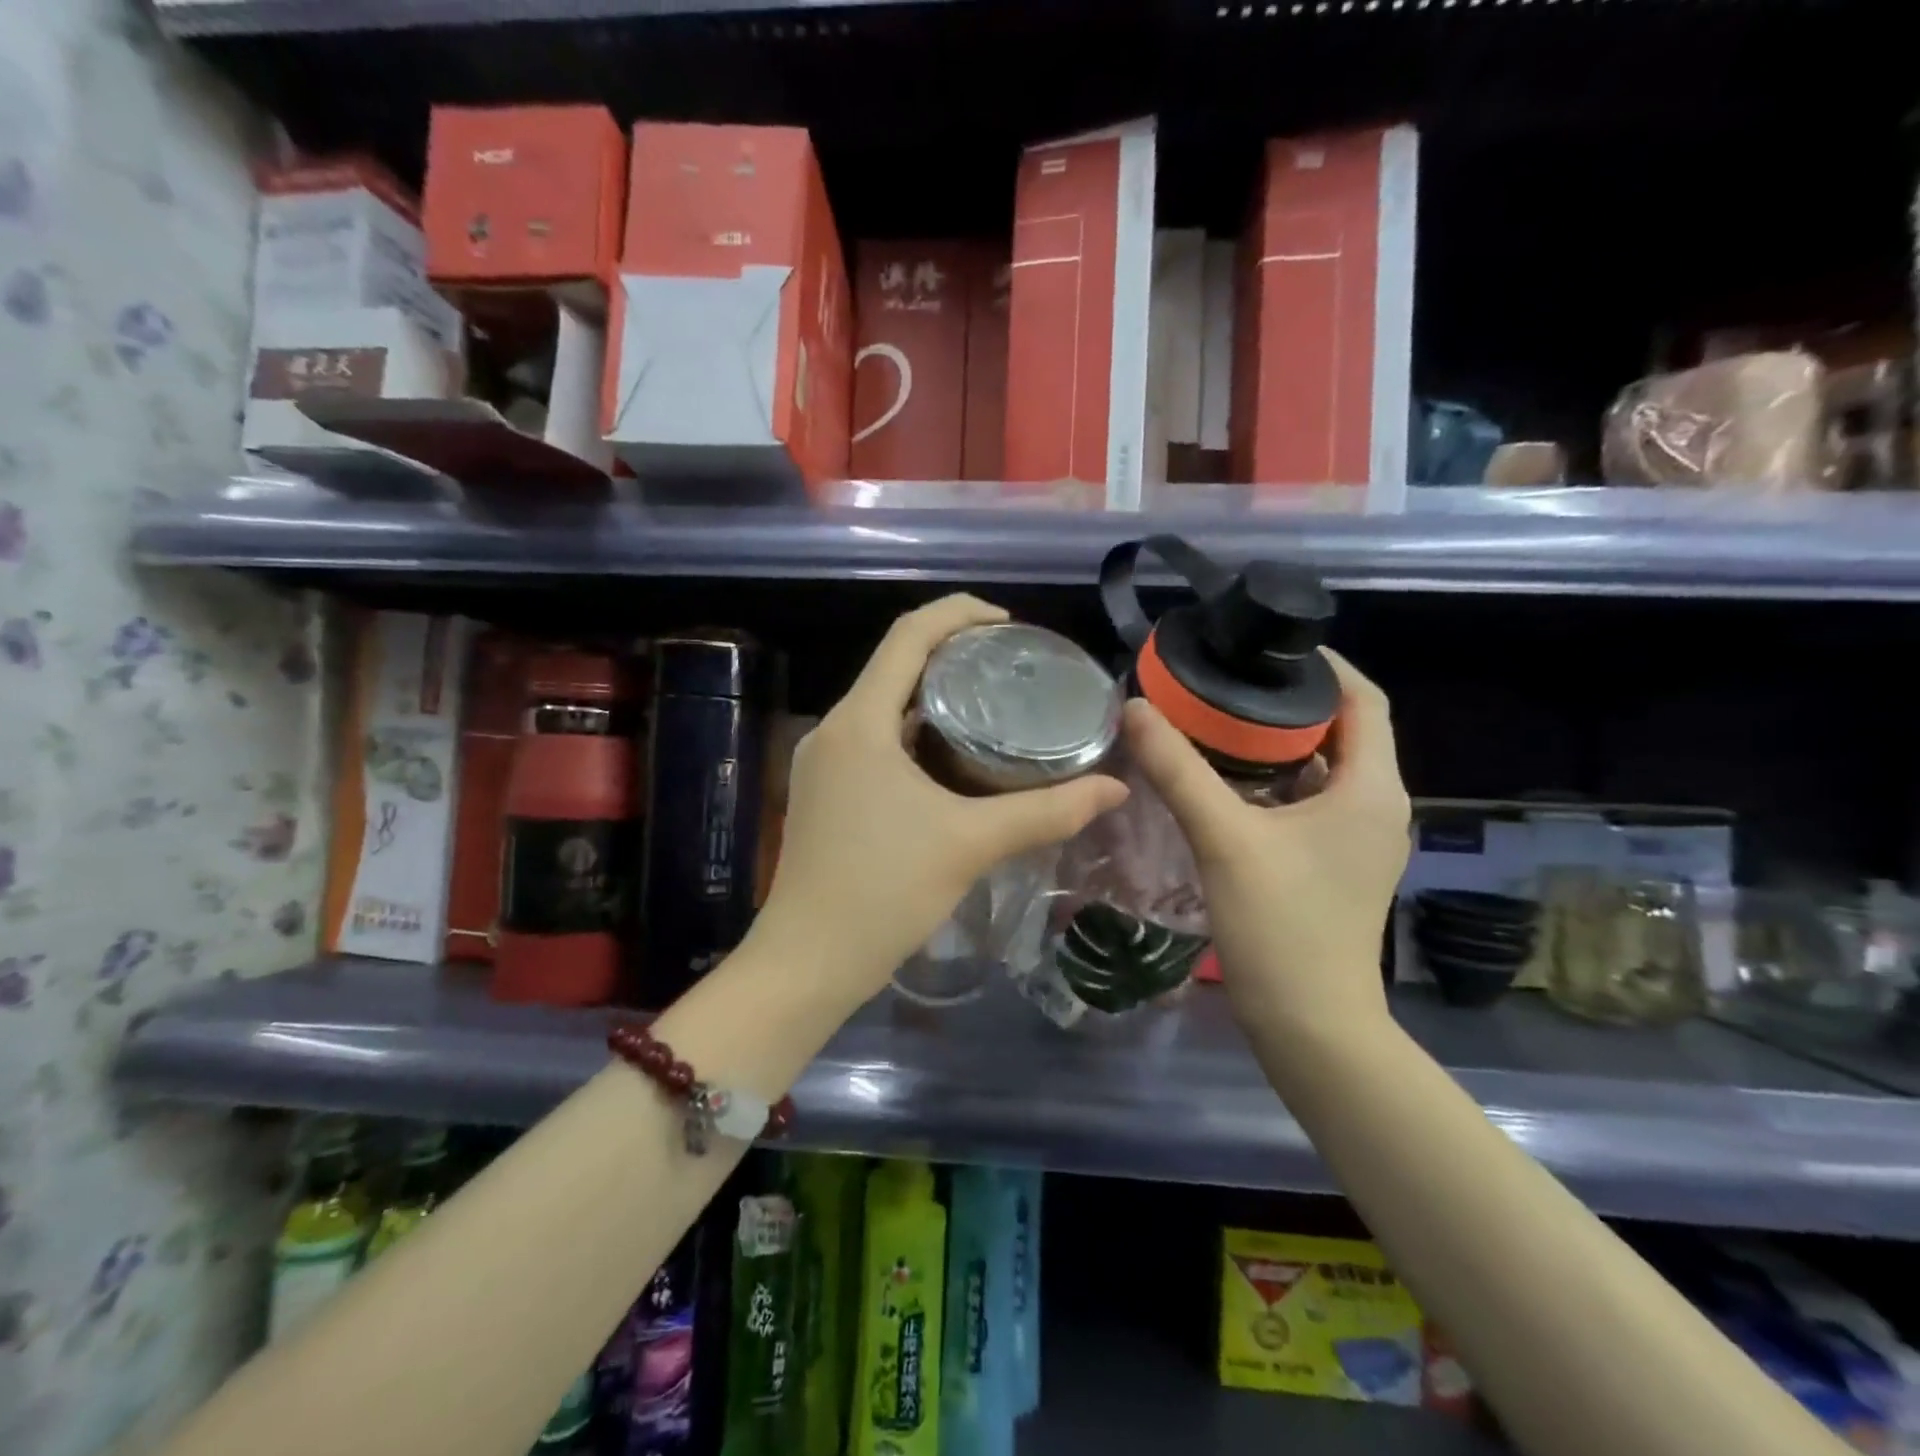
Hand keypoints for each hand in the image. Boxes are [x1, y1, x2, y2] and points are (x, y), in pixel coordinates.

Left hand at [755, 595, 1128, 1006]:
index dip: (958, 613)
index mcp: (859, 721)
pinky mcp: (826, 792)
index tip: (1008, 624)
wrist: (807, 963)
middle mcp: (834, 729)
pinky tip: (955, 761)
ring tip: (994, 710)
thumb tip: (1115, 788)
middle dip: (952, 656)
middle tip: (1012, 669)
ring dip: (934, 700)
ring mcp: (824, 762)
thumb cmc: (883, 892)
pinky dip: (916, 737)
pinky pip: (875, 742)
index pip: (907, 634)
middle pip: (895, 666)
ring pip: (885, 707)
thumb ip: (1047, 812)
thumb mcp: (971, 844)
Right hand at [1123, 649, 1409, 1036]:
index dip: (1324, 666)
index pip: (1364, 700)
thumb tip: (1135, 708)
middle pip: (1342, 731)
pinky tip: (1226, 784)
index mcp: (1370, 788)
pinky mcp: (1336, 864)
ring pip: (1323, 769)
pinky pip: (1310, 802)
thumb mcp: (1224, 839)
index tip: (1266, 648)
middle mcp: (1377, 806)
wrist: (1311, 1024)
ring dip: (1278, 744)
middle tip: (1225, 683)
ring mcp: (1358, 839)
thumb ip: (1178, 770)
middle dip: (1288, 702)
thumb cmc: (1281, 926)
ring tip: (1217, 723)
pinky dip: (1275, 781)